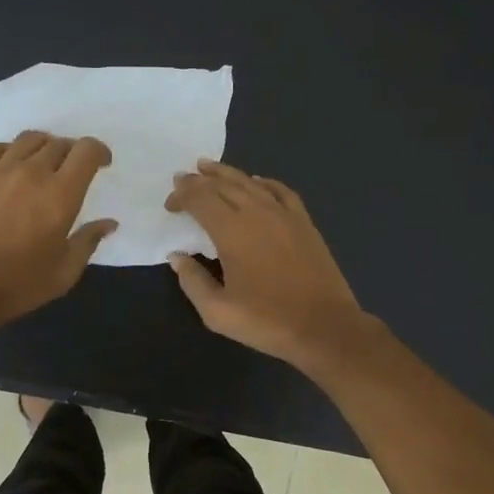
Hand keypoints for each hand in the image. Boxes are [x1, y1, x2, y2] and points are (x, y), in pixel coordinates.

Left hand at [0, 131, 116, 326]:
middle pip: (59, 144)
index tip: (102, 164)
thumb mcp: (64, 272)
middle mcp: (31, 173)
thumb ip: (88, 242)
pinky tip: (9, 166)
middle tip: (73, 172)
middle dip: (72, 153)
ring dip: (43, 147)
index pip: (86, 151)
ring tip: (44, 164)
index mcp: (60, 194)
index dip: (99, 151)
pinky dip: (9, 151)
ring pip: (28, 140)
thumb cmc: (18, 284)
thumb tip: (108, 223)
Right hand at [164, 160, 372, 367]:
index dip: (182, 196)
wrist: (324, 326)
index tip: (169, 205)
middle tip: (182, 177)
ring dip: (226, 174)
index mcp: (232, 232)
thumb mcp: (217, 311)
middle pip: (223, 185)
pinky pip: (280, 191)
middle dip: (199, 180)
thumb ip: (193, 281)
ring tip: (208, 167)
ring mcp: (284, 215)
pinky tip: (256, 182)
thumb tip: (178, 256)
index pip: (201, 200)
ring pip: (250, 183)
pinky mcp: (304, 223)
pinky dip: (263, 182)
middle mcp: (257, 213)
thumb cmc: (267, 321)